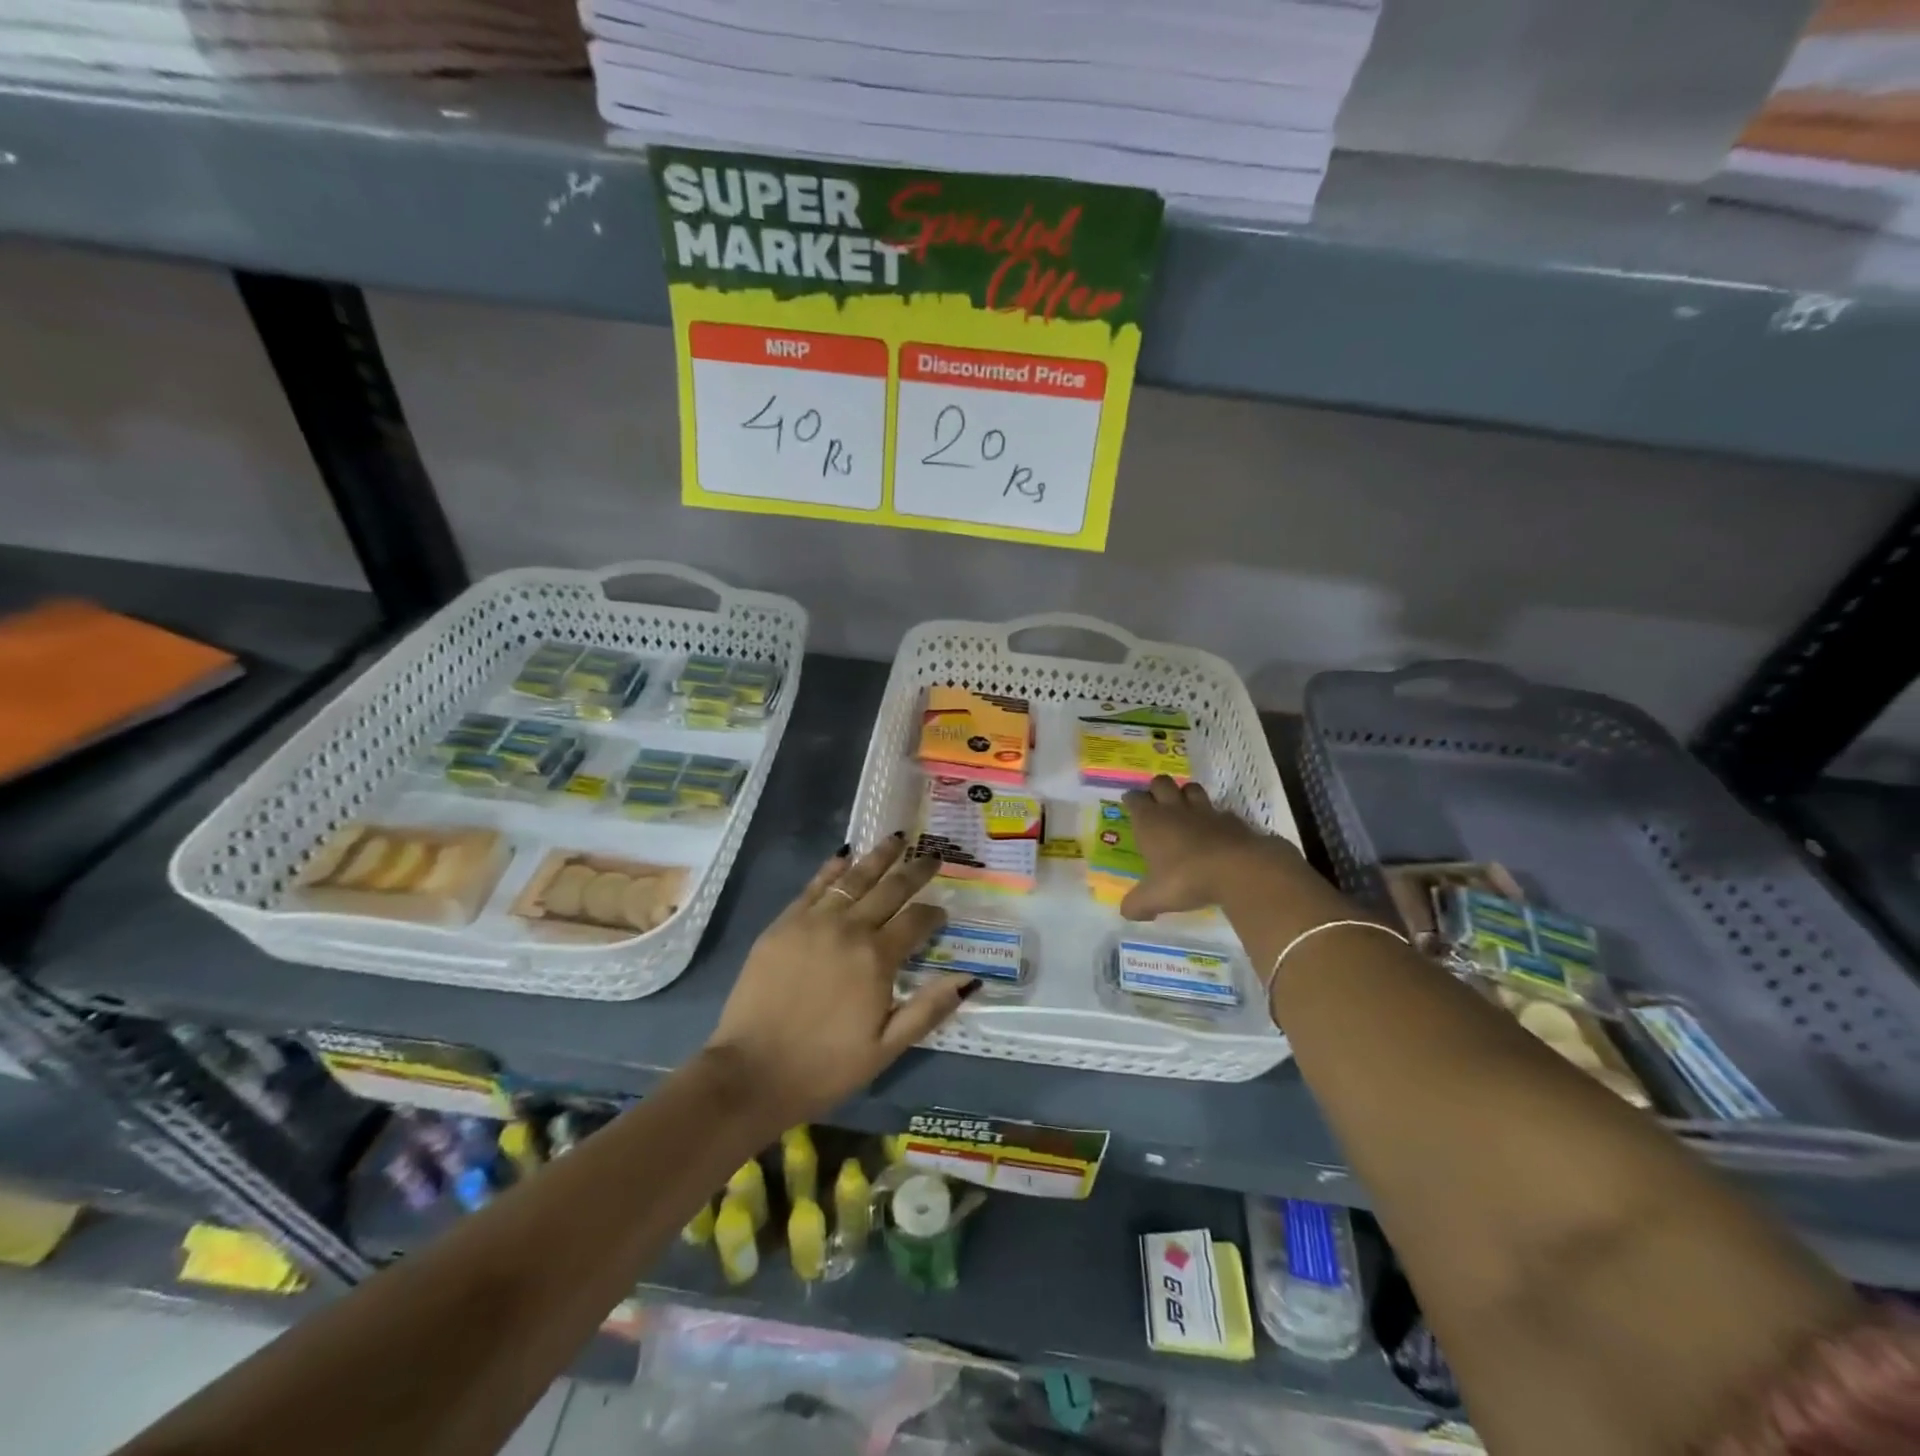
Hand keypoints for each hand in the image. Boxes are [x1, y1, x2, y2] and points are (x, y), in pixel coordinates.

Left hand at [706, 836, 977, 1120]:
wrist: (751, 1072)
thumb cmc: (824, 1066)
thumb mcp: (886, 1049)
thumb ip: (929, 1009)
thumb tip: (970, 978)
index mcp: (877, 958)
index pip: (916, 921)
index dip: (933, 914)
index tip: (942, 913)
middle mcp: (849, 929)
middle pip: (889, 889)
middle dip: (915, 872)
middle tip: (932, 856)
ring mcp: (812, 922)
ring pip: (853, 879)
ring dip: (878, 857)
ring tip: (896, 839)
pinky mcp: (783, 924)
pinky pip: (813, 887)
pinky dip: (832, 869)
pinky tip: (844, 855)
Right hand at [1119, 776, 1301, 919]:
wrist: (1238, 869)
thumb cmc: (1186, 878)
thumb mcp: (1155, 897)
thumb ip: (1138, 904)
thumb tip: (1126, 913)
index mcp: (1150, 822)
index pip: (1135, 799)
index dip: (1132, 800)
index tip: (1130, 803)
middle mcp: (1174, 810)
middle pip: (1161, 783)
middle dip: (1157, 788)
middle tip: (1156, 802)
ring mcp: (1205, 812)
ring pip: (1191, 789)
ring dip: (1186, 794)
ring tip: (1185, 808)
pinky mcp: (1231, 820)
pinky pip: (1220, 811)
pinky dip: (1216, 817)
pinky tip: (1216, 830)